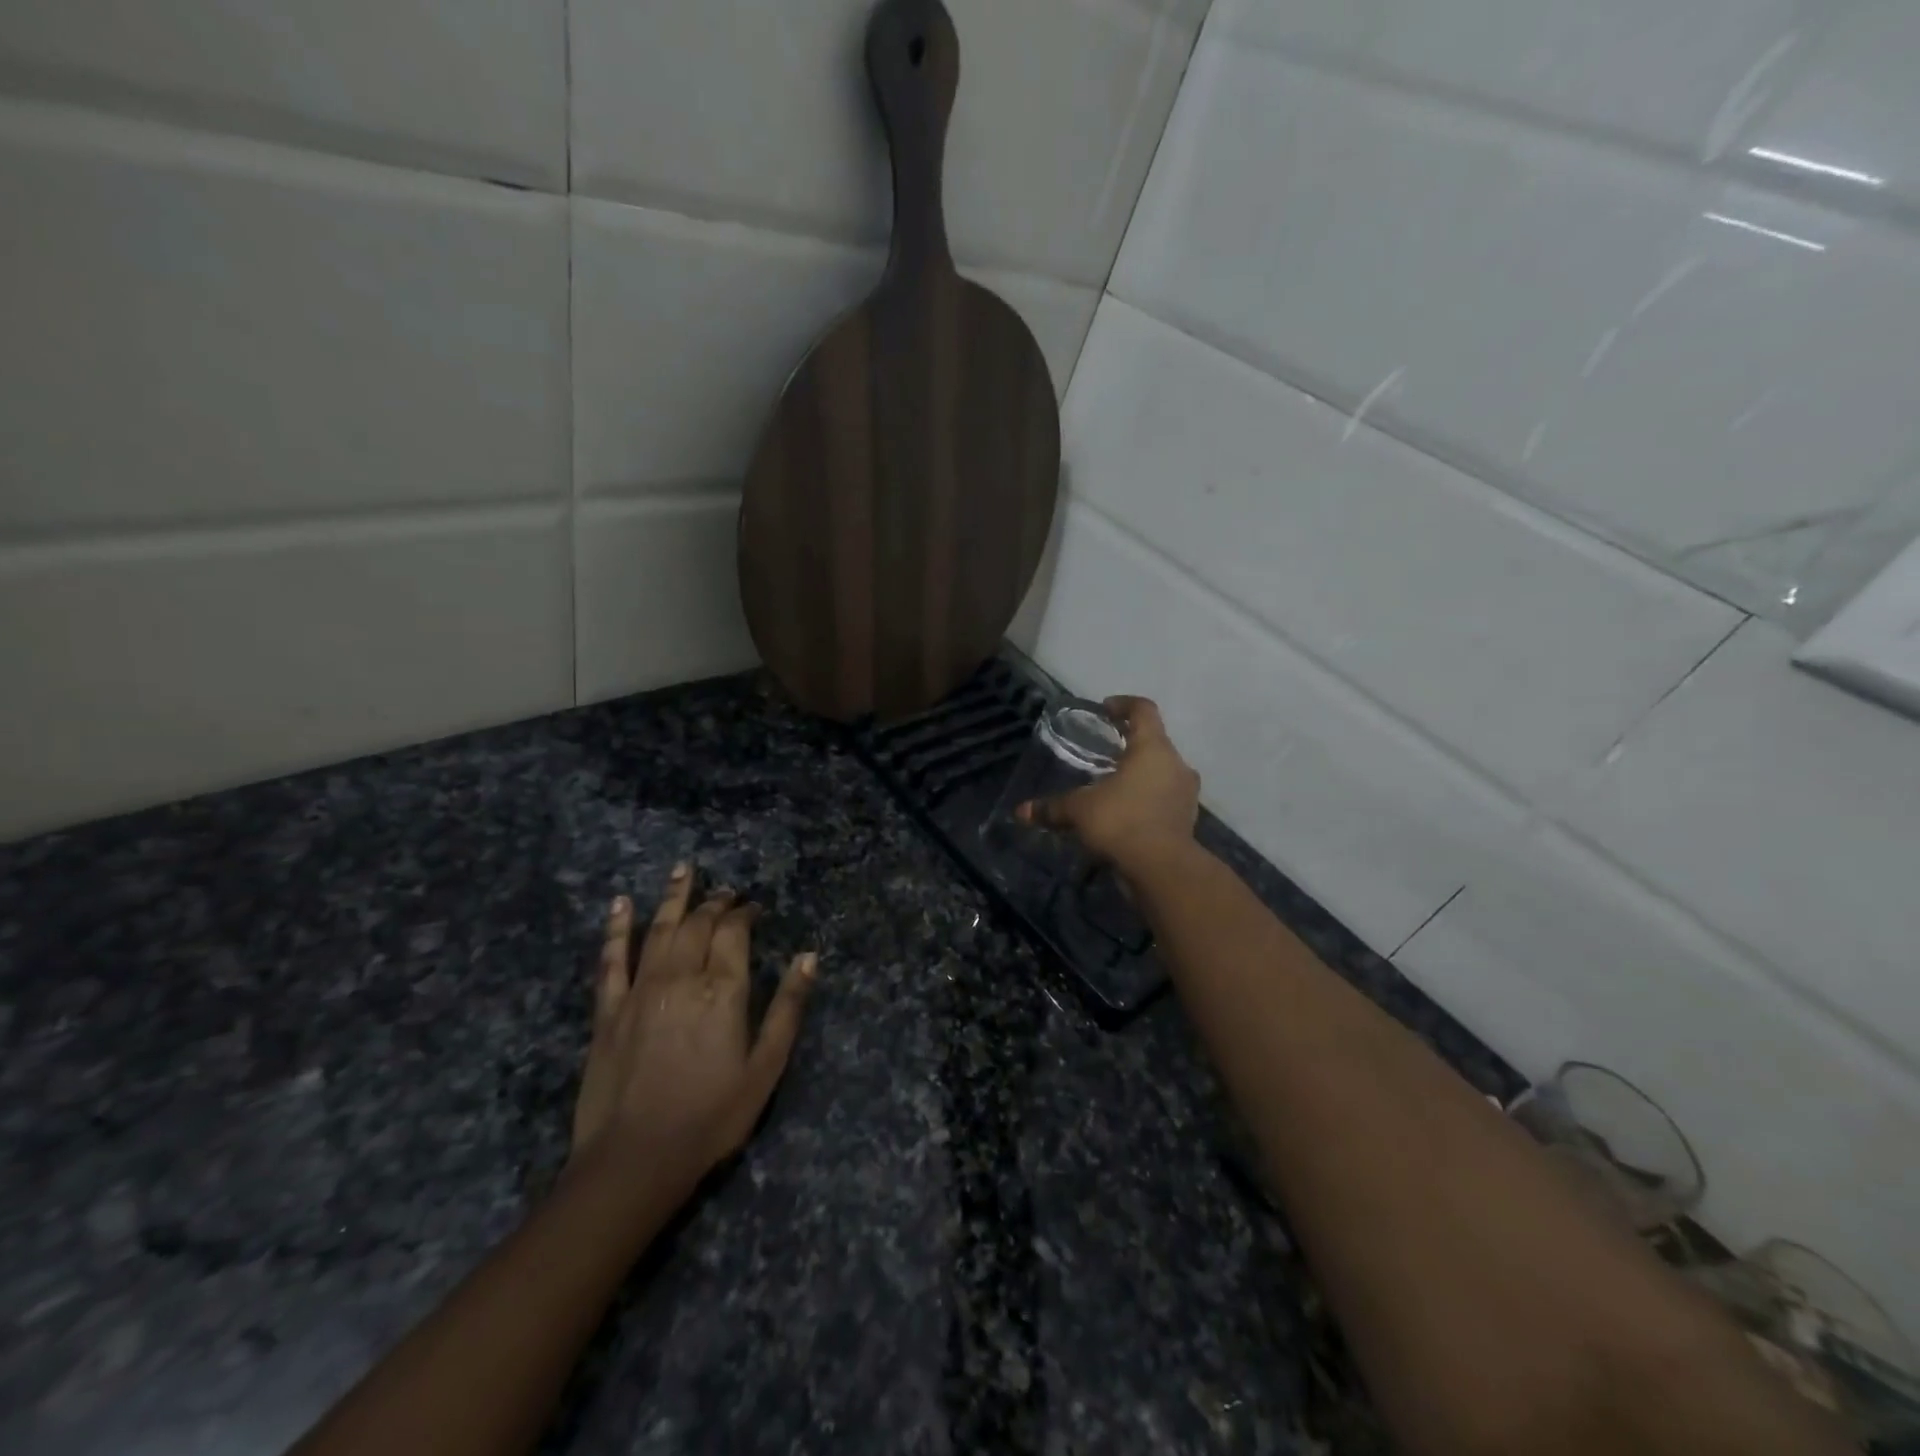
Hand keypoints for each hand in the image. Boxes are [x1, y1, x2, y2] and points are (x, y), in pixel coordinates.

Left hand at [569, 865, 817, 1194]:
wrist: (635, 1160)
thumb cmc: (711, 1116)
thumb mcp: (766, 1067)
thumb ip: (788, 1008)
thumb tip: (809, 957)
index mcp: (723, 990)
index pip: (734, 933)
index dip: (744, 914)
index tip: (752, 907)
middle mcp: (681, 977)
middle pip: (698, 925)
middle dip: (714, 902)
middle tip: (725, 890)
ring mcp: (640, 990)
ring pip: (659, 929)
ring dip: (673, 897)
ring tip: (683, 869)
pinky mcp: (608, 1011)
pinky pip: (612, 960)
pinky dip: (617, 929)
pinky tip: (620, 905)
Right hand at [1018, 695, 1199, 867]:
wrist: (1162, 869)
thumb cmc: (1121, 822)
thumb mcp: (1079, 811)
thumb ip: (1052, 807)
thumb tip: (1021, 811)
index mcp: (1152, 748)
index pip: (1143, 710)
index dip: (1124, 704)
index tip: (1106, 709)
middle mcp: (1176, 764)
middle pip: (1154, 742)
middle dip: (1129, 745)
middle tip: (1104, 753)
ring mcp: (1186, 793)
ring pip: (1162, 772)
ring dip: (1140, 775)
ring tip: (1113, 786)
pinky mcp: (1186, 819)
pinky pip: (1165, 799)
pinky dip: (1147, 801)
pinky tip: (1125, 814)